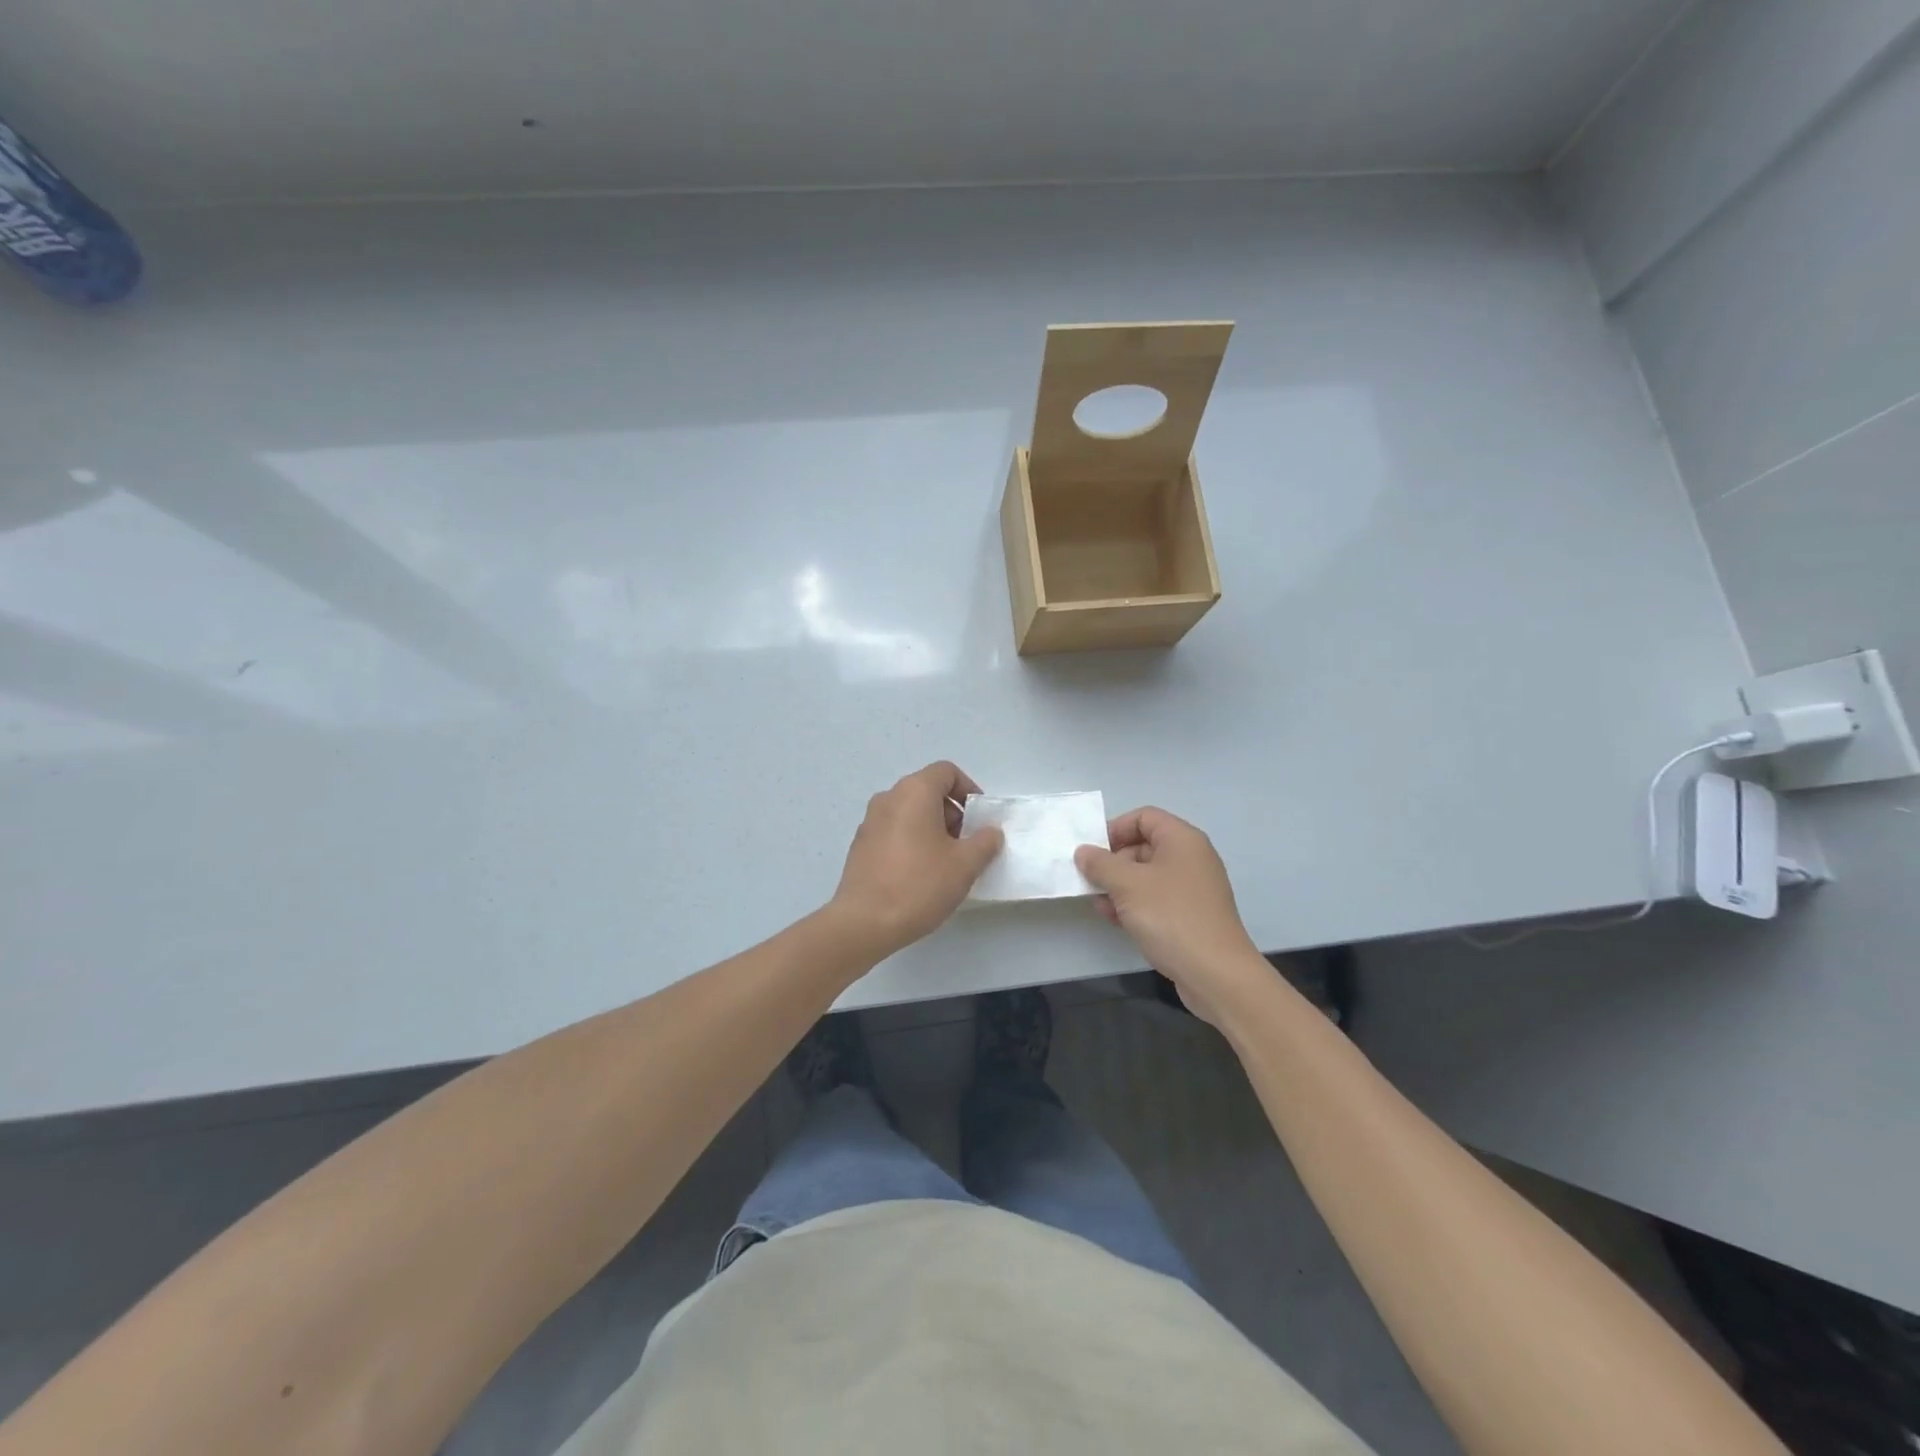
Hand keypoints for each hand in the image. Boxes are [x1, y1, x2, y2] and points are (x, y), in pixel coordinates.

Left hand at [830, 762, 1003, 957]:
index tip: (980, 820)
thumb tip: (990, 832)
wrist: (864, 922)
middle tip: (967, 845)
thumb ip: (984, 842)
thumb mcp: (965, 864)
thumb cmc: (919, 884)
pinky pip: (894, 831)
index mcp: (914, 792)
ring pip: (910, 813)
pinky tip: (921, 875)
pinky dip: (912, 842)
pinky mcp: (861, 846)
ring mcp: (870, 821)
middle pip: (928, 791)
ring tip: (946, 864)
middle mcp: (888, 798)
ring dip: (933, 829)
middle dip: (953, 813)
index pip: (946, 772)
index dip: (969, 790)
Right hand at [1075, 807, 1264, 1025]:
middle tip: (1091, 881)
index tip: (1093, 852)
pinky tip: (1115, 921)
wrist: (1216, 974)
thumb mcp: (1127, 885)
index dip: (1115, 829)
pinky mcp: (1191, 916)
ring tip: (1099, 904)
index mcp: (1182, 840)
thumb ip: (1101, 864)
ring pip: (1147, 876)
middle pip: (1144, 846)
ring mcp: (1193, 889)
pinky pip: (1157, 900)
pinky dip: (1135, 905)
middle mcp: (1191, 858)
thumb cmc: (1171, 917)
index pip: (1144, 817)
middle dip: (1114, 862)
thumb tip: (1084, 851)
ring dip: (1120, 887)